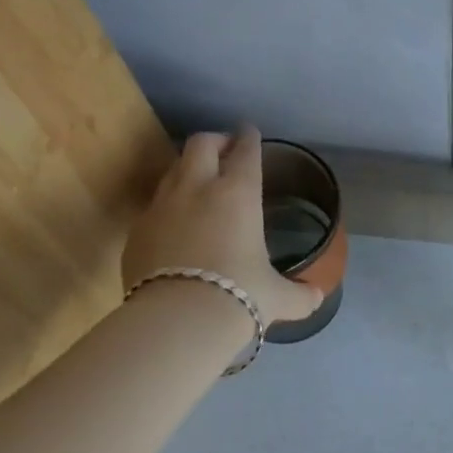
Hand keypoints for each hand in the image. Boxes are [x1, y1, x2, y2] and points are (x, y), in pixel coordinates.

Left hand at [121, 127, 321, 326]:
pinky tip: (175, 225)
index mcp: (238, 193)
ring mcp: (161, 206)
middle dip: (215, 141)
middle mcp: (197, 189)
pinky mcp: (136, 230)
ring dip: (188, 169)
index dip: (249, 138)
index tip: (249, 131)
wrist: (176, 321)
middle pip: (201, 144)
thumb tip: (316, 298)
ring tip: (198, 183)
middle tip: (225, 150)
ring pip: (172, 169)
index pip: (245, 151)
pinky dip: (167, 205)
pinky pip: (153, 206)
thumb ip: (299, 295)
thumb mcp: (278, 297)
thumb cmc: (238, 296)